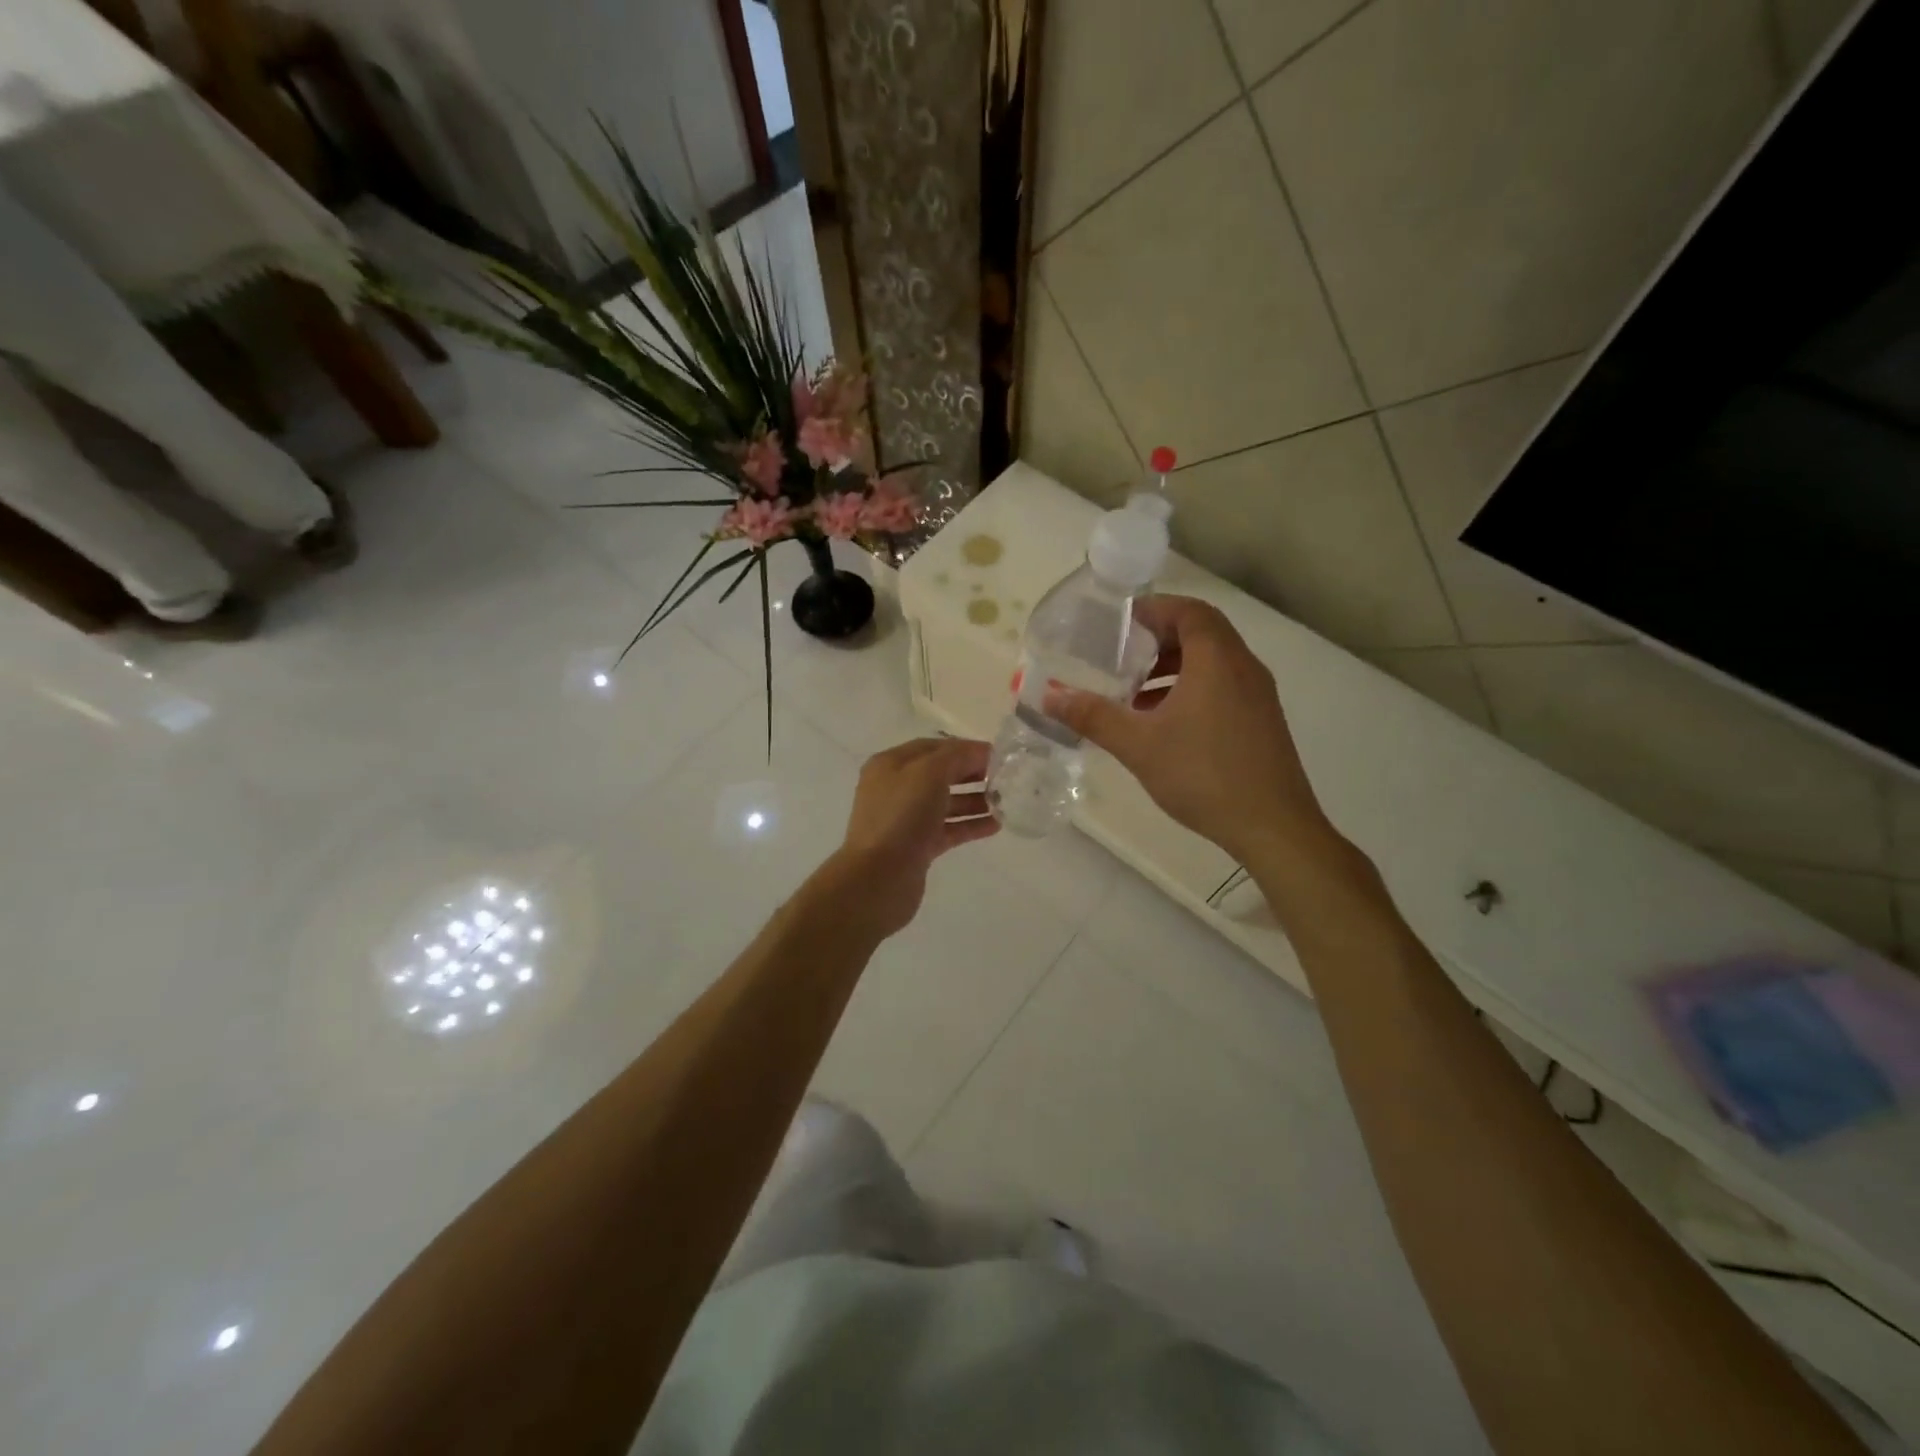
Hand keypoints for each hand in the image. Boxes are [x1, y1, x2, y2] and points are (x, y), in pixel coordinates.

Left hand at [824, 737, 999, 937]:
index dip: (965, 748)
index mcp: (890, 765)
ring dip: (975, 800)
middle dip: (971, 773)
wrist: (878, 879)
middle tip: (1004, 779)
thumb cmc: (901, 817)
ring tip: (1005, 803)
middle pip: (940, 774)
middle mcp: (895, 789)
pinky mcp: (917, 847)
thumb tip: (980, 753)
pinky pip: (948, 829)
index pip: (933, 747)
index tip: (997, 756)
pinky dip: (970, 825)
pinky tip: (995, 825)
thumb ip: (956, 756)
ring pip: (945, 803)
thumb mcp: (929, 773)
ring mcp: (905, 820)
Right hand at [1045, 596, 1329, 864]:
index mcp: (1217, 660)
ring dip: (1174, 666)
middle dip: (1159, 639)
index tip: (1120, 622)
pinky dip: (1191, 688)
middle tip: (1122, 655)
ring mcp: (1257, 695)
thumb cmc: (1204, 775)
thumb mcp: (1139, 745)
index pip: (1189, 611)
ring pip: (1213, 662)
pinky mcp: (1261, 721)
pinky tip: (1163, 723)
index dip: (1154, 609)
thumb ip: (1094, 717)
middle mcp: (1243, 667)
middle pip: (1201, 632)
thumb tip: (1050, 697)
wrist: (1272, 826)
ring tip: (1135, 691)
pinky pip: (1223, 686)